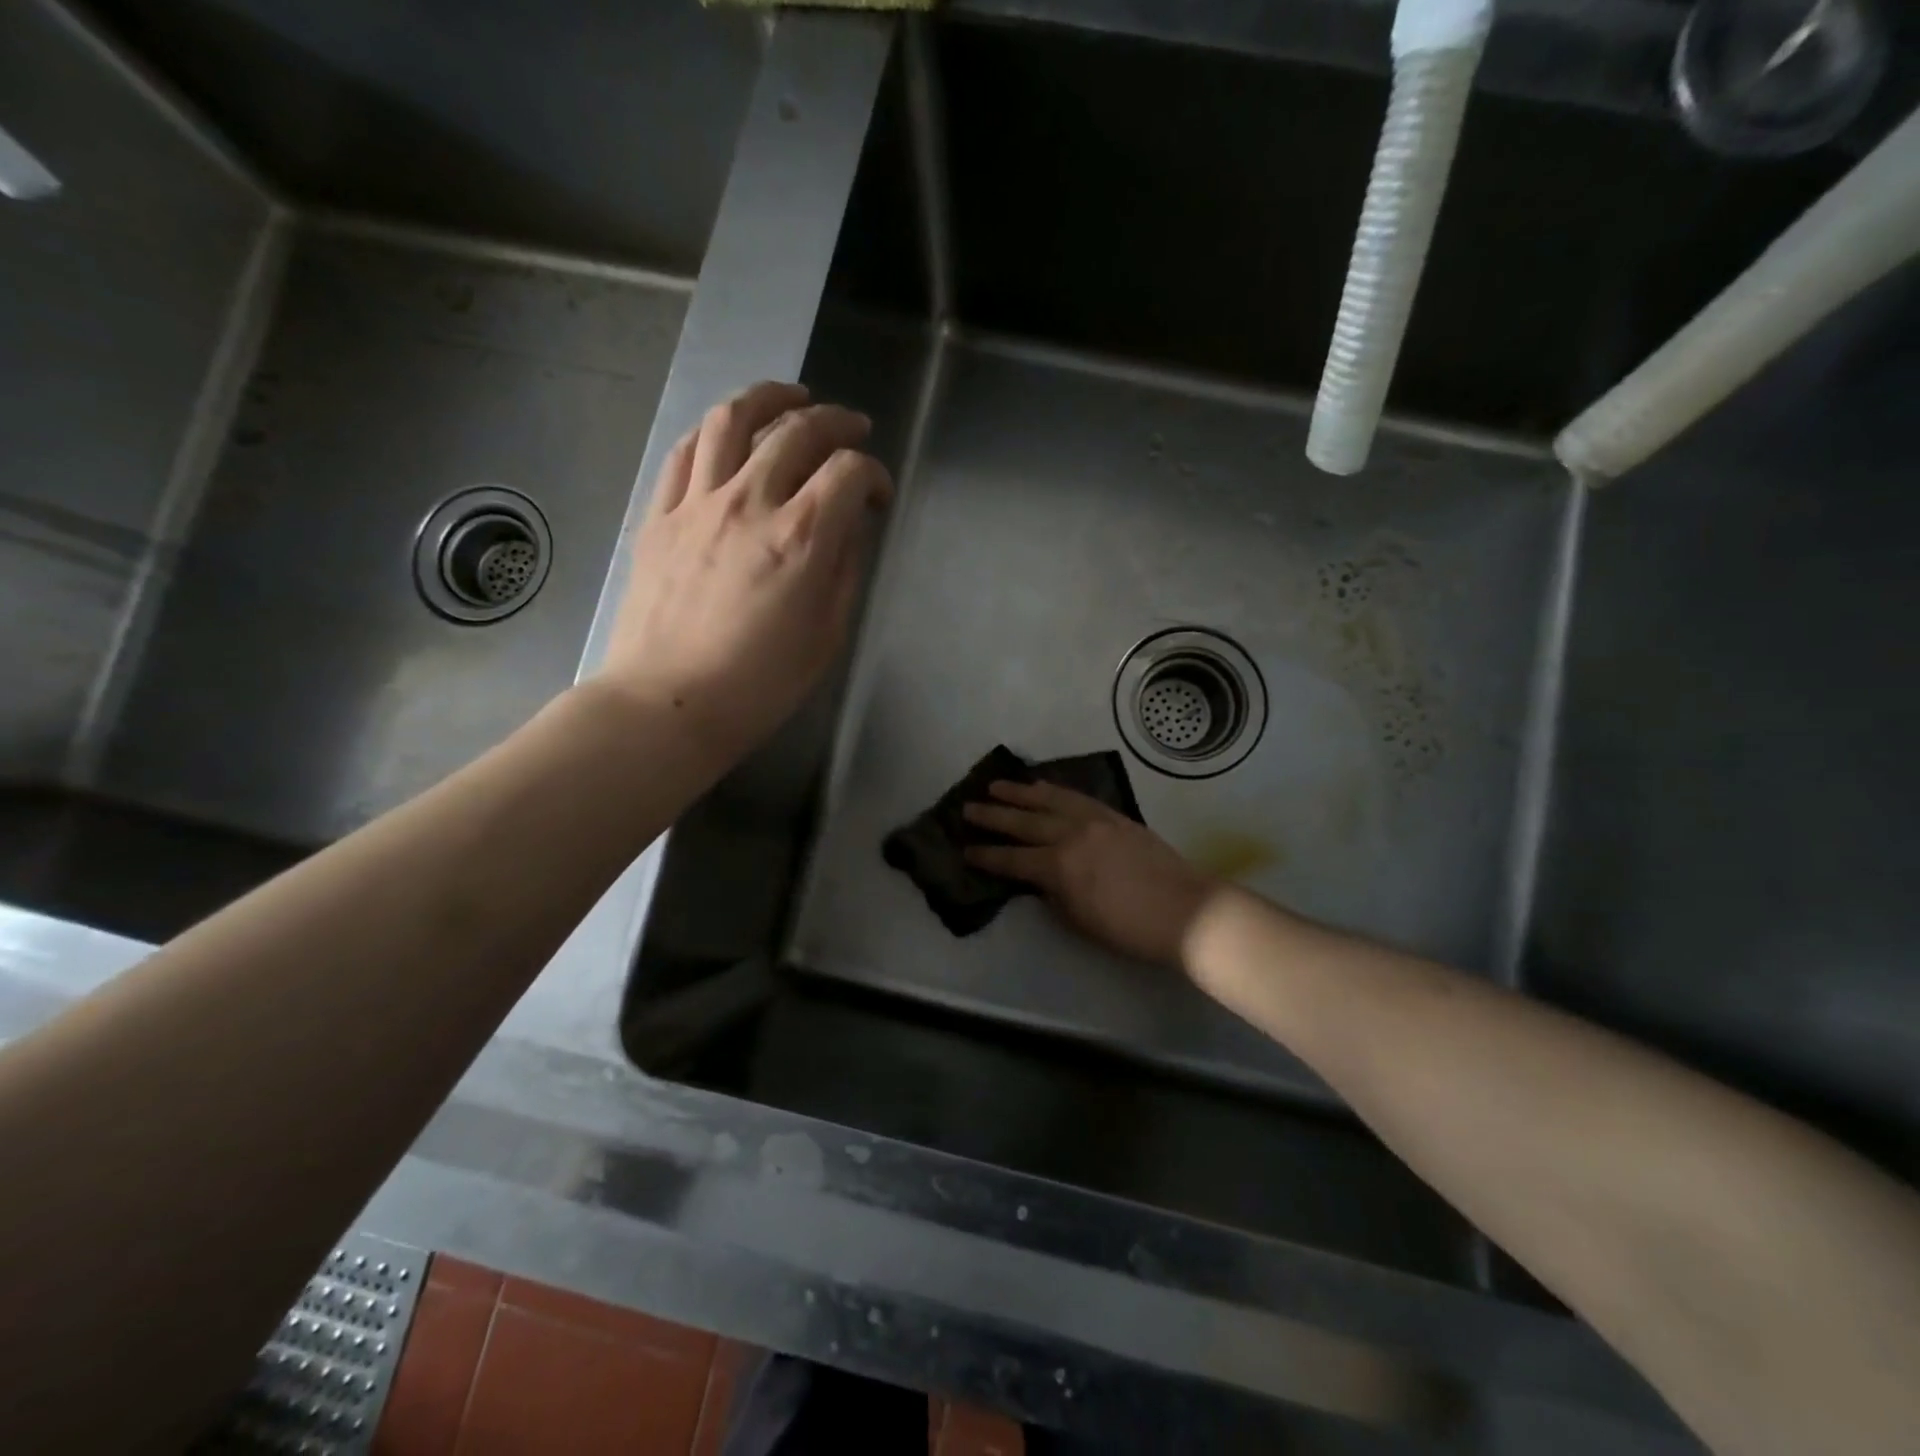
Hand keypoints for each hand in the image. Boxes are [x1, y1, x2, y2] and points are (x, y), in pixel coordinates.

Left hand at [599, 381, 892, 763]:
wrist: (667, 704)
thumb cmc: (759, 685)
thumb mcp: (827, 635)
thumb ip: (843, 570)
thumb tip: (849, 529)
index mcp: (802, 538)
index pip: (849, 472)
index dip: (874, 474)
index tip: (878, 498)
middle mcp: (751, 503)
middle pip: (798, 431)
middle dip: (836, 421)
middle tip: (853, 428)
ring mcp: (698, 503)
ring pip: (734, 420)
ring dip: (770, 398)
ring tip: (792, 397)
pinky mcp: (660, 515)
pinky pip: (686, 451)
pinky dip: (715, 430)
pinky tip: (730, 432)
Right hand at [963, 780, 1219, 967]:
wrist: (1186, 910)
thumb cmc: (1130, 929)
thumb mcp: (1079, 921)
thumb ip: (1052, 895)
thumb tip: (1037, 880)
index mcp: (1058, 867)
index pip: (1011, 860)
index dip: (986, 856)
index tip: (964, 851)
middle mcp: (1070, 835)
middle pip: (1023, 822)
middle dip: (992, 816)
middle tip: (968, 808)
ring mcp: (1094, 820)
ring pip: (1048, 799)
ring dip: (1020, 792)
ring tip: (996, 786)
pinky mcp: (1114, 815)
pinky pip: (1076, 796)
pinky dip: (1054, 790)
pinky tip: (1042, 786)